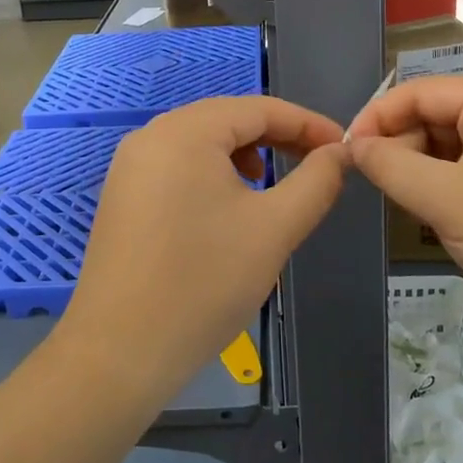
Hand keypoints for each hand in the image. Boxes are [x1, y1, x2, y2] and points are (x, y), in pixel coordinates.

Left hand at [56, 96, 347, 407]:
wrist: (119, 354)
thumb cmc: (204, 283)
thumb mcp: (274, 228)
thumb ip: (316, 182)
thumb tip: (340, 153)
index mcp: (186, 131)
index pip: (259, 108)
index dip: (307, 123)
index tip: (343, 148)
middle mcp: (151, 135)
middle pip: (228, 120)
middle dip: (277, 138)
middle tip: (317, 164)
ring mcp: (130, 166)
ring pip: (202, 144)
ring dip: (246, 155)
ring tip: (271, 188)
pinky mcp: (122, 196)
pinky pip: (178, 167)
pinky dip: (213, 175)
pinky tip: (227, 209)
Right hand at [348, 77, 462, 336]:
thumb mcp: (446, 200)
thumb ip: (391, 167)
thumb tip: (352, 147)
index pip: (418, 92)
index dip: (377, 117)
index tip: (347, 153)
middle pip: (433, 116)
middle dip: (400, 146)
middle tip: (374, 185)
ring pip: (448, 144)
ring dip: (420, 169)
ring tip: (402, 201)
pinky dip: (443, 184)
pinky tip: (432, 212)